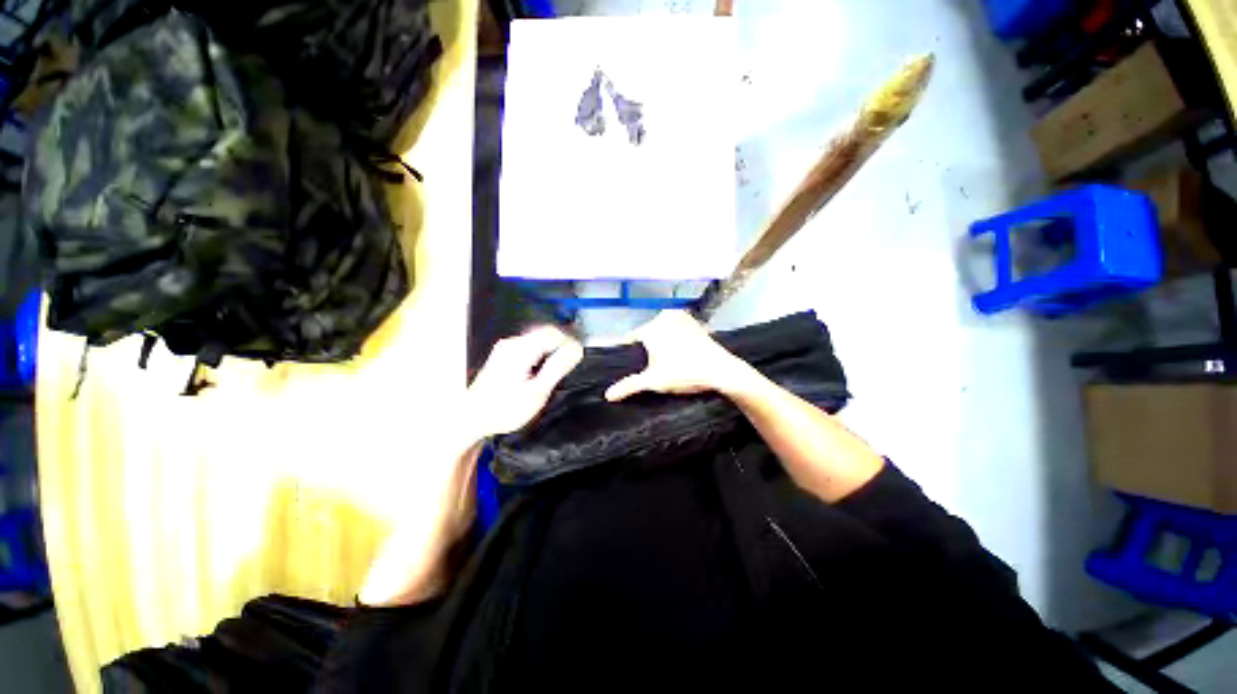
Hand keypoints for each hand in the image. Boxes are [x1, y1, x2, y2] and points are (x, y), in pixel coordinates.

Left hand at [468, 326, 584, 438]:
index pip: (553, 334)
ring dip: (553, 347)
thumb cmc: (504, 409)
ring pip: (538, 337)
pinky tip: (545, 366)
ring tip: (561, 366)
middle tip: (572, 362)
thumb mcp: (536, 392)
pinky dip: (543, 351)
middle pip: (545, 332)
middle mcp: (512, 343)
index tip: (579, 358)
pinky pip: (530, 344)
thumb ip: (557, 368)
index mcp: (520, 350)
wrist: (472, 418)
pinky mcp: (504, 353)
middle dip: (563, 344)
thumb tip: (576, 350)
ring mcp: (506, 347)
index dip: (570, 343)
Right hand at [605, 311, 752, 401]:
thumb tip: (607, 395)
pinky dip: (675, 340)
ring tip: (666, 363)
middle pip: (647, 334)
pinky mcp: (695, 322)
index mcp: (652, 326)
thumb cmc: (684, 373)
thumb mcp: (654, 381)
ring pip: (663, 332)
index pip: (632, 339)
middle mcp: (665, 316)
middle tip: (652, 368)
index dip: (630, 354)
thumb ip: (629, 386)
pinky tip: (680, 355)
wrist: (721, 371)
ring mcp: (682, 317)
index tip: (633, 367)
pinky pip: (676, 331)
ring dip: (661, 344)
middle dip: (647, 349)